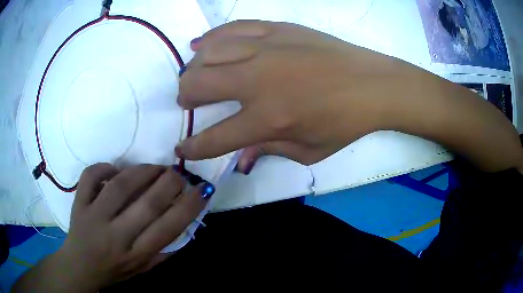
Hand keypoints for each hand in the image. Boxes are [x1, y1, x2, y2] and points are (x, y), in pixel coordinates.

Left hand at [19, 163, 211, 291]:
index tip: (202, 190)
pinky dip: (104, 167)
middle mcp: (115, 236)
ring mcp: (93, 217)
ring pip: (120, 185)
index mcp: (135, 254)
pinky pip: (90, 176)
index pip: (168, 229)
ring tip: (155, 167)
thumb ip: (163, 252)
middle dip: (170, 183)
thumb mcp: (143, 270)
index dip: (188, 207)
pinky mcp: (78, 203)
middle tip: (179, 173)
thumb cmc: (114, 270)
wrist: (80, 267)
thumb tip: (185, 225)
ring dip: (142, 171)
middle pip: (147, 204)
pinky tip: (116, 169)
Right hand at [176, 20, 417, 172]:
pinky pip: (231, 28)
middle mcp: (258, 80)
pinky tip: (202, 44)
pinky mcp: (276, 29)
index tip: (181, 148)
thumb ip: (269, 151)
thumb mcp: (308, 151)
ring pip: (208, 52)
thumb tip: (240, 158)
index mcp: (268, 118)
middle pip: (198, 84)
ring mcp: (265, 49)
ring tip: (195, 74)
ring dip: (193, 68)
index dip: (192, 146)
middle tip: (188, 102)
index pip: (215, 138)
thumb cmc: (345, 122)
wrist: (372, 83)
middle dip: (185, 97)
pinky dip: (210, 37)